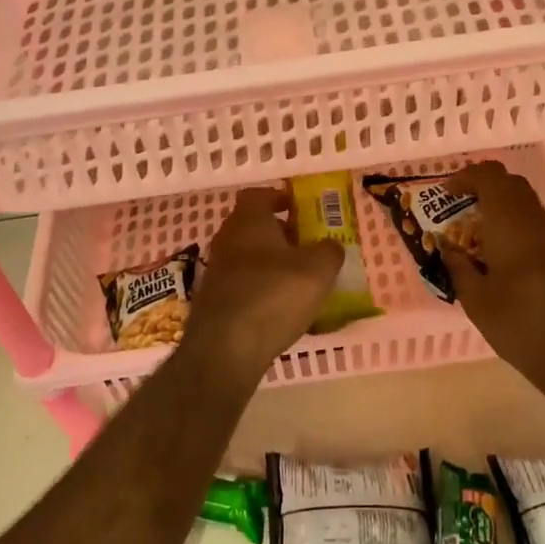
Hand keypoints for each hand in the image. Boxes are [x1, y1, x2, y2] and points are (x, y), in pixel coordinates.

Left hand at [180, 188, 344, 378]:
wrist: (225, 348)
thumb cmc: (274, 295)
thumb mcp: (318, 270)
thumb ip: (329, 251)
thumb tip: (330, 246)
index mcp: (248, 221)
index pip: (258, 195)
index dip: (279, 197)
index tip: (298, 208)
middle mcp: (227, 240)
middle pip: (252, 226)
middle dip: (279, 233)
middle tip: (306, 246)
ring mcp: (216, 271)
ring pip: (248, 257)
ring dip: (271, 264)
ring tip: (299, 281)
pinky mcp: (214, 301)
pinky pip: (243, 285)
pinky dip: (261, 289)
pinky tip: (281, 309)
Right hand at [441, 161, 544, 410]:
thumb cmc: (520, 326)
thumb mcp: (476, 301)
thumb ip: (459, 267)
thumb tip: (449, 249)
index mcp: (511, 224)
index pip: (490, 177)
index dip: (466, 178)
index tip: (446, 193)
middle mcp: (536, 222)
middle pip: (511, 184)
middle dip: (483, 188)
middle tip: (459, 209)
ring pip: (525, 204)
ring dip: (499, 207)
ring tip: (475, 234)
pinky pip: (535, 225)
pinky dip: (514, 226)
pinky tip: (500, 256)